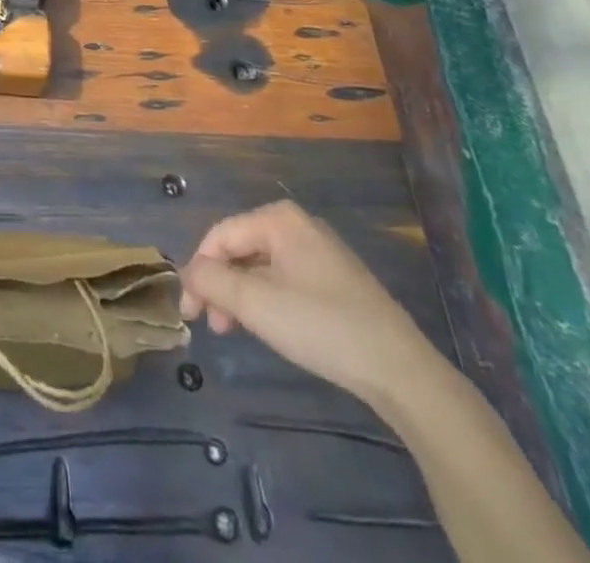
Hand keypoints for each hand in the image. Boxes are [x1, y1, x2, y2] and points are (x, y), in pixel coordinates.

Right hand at [180, 201, 439, 401]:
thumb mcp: (256, 304)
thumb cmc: (321, 326)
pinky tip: (266, 328)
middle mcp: (298, 225)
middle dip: (219, 285)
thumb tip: (188, 271)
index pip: (220, 236)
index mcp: (279, 219)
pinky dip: (265, 301)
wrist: (400, 370)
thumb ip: (212, 281)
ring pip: (261, 267)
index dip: (198, 271)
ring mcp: (319, 252)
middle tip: (211, 326)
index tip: (189, 313)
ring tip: (233, 331)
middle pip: (240, 249)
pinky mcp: (334, 280)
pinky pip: (284, 280)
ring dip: (239, 296)